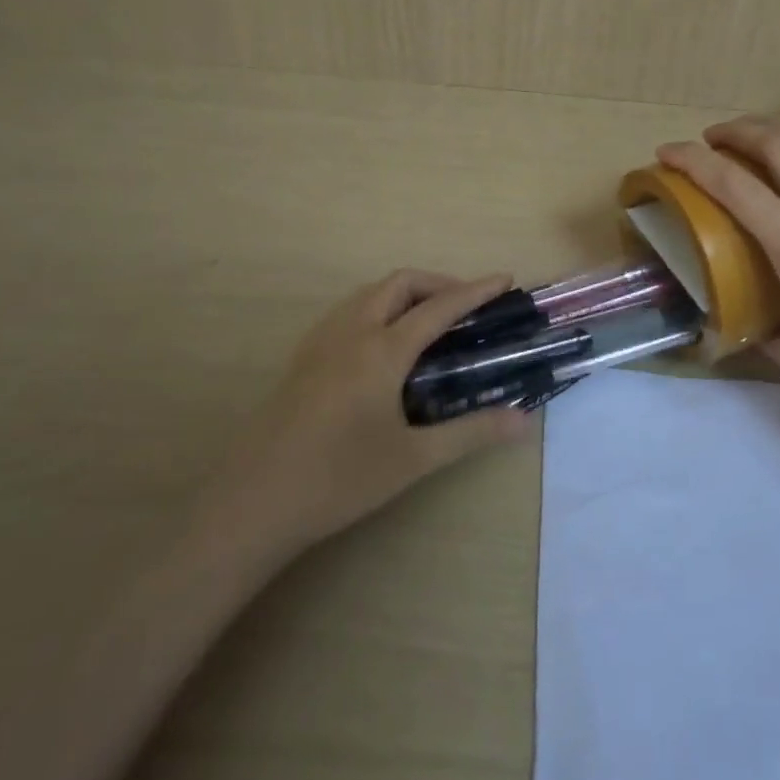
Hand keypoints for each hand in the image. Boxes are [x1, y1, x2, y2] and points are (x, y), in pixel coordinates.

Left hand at [237, 270, 533, 550]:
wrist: (255, 500)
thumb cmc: (340, 478)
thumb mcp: (414, 458)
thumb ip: (471, 433)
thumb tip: (524, 421)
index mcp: (382, 349)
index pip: (439, 306)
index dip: (475, 290)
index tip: (504, 279)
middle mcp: (351, 331)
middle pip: (400, 284)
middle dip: (439, 283)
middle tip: (468, 306)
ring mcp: (321, 341)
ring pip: (369, 293)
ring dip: (406, 294)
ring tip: (431, 322)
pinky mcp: (303, 356)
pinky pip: (349, 311)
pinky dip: (379, 308)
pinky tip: (386, 346)